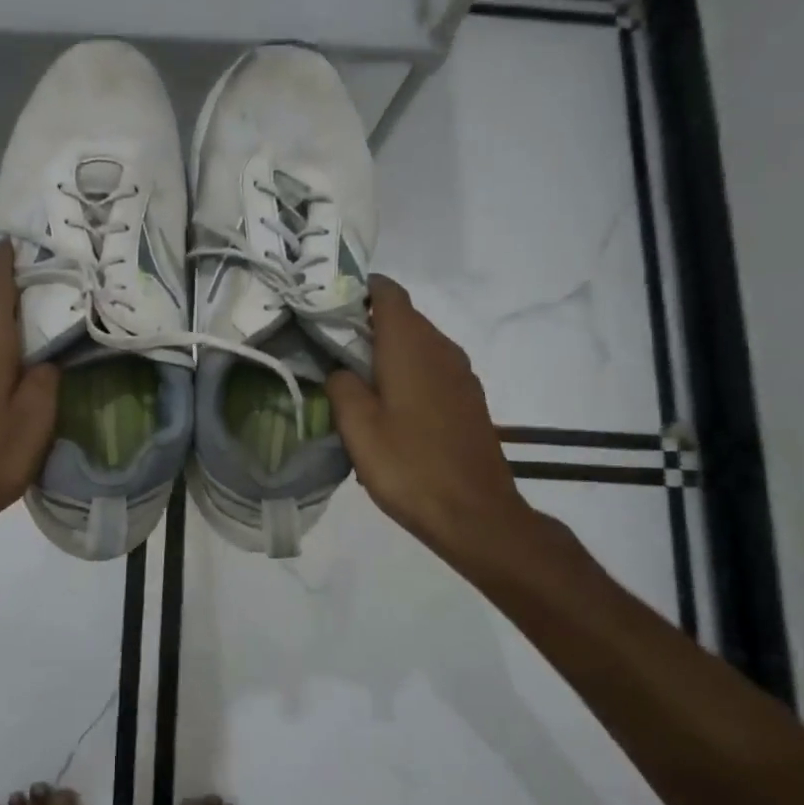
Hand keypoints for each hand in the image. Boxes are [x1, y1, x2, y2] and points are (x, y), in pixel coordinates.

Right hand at [326, 276, 537, 567]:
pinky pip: (432, 369)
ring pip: (418, 345)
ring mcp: (461, 374)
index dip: (358, 290)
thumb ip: (341, 385)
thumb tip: (340, 370)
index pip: (387, 292)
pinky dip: (408, 374)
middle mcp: (441, 348)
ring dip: (387, 352)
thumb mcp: (358, 427)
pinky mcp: (469, 399)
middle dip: (366, 324)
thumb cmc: (409, 466)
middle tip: (329, 348)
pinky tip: (390, 408)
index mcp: (411, 345)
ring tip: (356, 381)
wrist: (475, 514)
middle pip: (402, 317)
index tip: (328, 306)